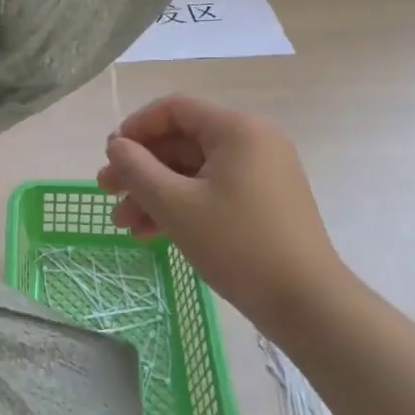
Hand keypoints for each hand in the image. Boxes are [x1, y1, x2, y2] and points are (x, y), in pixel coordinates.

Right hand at [95, 94, 348, 334]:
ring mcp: (260, 173)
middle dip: (140, 169)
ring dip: (154, 193)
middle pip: (181, 142)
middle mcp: (252, 141)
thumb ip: (137, 169)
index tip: (109, 156)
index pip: (174, 109)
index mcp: (237, 129)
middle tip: (106, 192)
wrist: (308, 305)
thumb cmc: (238, 244)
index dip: (135, 128)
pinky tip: (150, 233)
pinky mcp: (262, 202)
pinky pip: (210, 191)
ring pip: (192, 171)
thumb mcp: (175, 205)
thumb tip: (116, 146)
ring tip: (123, 224)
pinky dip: (180, 206)